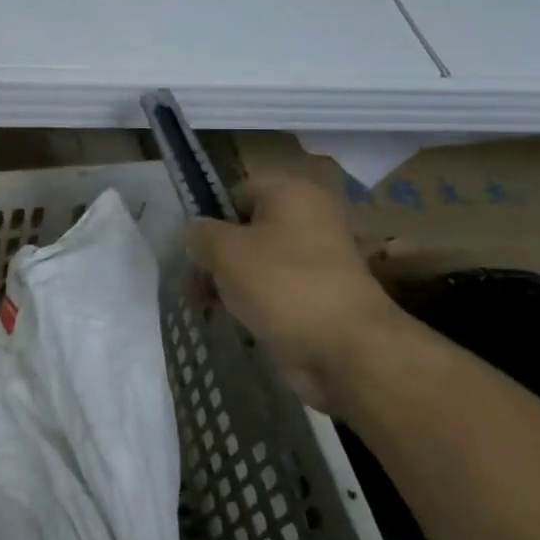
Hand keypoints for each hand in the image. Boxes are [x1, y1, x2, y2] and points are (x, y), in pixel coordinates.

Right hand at [184, 174, 415, 411]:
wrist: (347, 348)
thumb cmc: (282, 284)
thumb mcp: (224, 251)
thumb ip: (199, 234)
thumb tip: (195, 234)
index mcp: (290, 191)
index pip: (233, 193)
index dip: (208, 220)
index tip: (192, 252)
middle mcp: (309, 215)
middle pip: (245, 228)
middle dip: (218, 255)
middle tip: (197, 284)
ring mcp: (320, 255)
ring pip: (259, 259)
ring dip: (233, 280)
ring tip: (213, 306)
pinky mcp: (323, 291)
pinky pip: (277, 286)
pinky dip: (257, 300)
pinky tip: (240, 319)